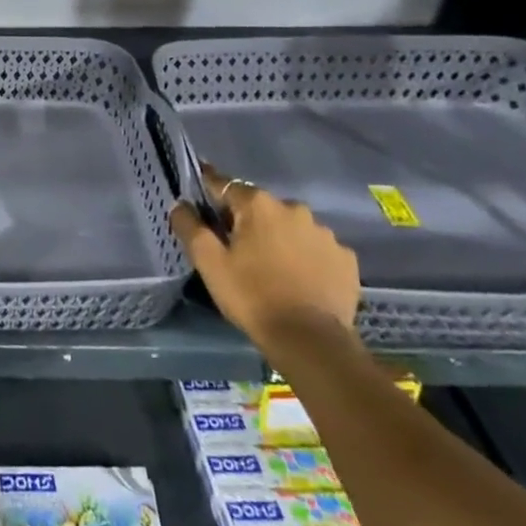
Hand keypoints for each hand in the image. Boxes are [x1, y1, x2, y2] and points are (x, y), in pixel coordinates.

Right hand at [171, 166, 359, 353]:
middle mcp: (294, 209)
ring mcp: (325, 234)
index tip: (199, 199)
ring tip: (270, 267)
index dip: (209, 191)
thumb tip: (180, 204)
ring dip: (278, 238)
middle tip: (236, 248)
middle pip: (260, 207)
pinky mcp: (346, 260)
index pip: (224, 184)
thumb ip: (190, 227)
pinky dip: (305, 257)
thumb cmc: (251, 295)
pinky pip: (317, 249)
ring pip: (291, 227)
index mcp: (258, 204)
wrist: (310, 341)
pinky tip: (299, 279)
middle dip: (247, 220)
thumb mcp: (208, 262)